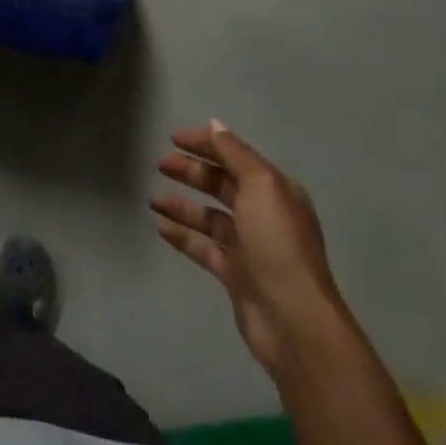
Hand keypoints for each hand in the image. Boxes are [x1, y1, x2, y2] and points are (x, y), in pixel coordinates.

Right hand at [151, 119, 340, 375]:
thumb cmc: (277, 243)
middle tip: (160, 164)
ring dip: (182, 205)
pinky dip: (183, 235)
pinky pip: (204, 247)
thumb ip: (235, 153)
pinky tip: (160, 227)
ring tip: (152, 199)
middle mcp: (264, 215)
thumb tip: (214, 125)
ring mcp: (249, 246)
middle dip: (192, 172)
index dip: (206, 144)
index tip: (174, 138)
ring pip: (209, 216)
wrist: (293, 319)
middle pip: (222, 184)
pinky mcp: (235, 274)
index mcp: (276, 190)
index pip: (236, 157)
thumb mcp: (261, 186)